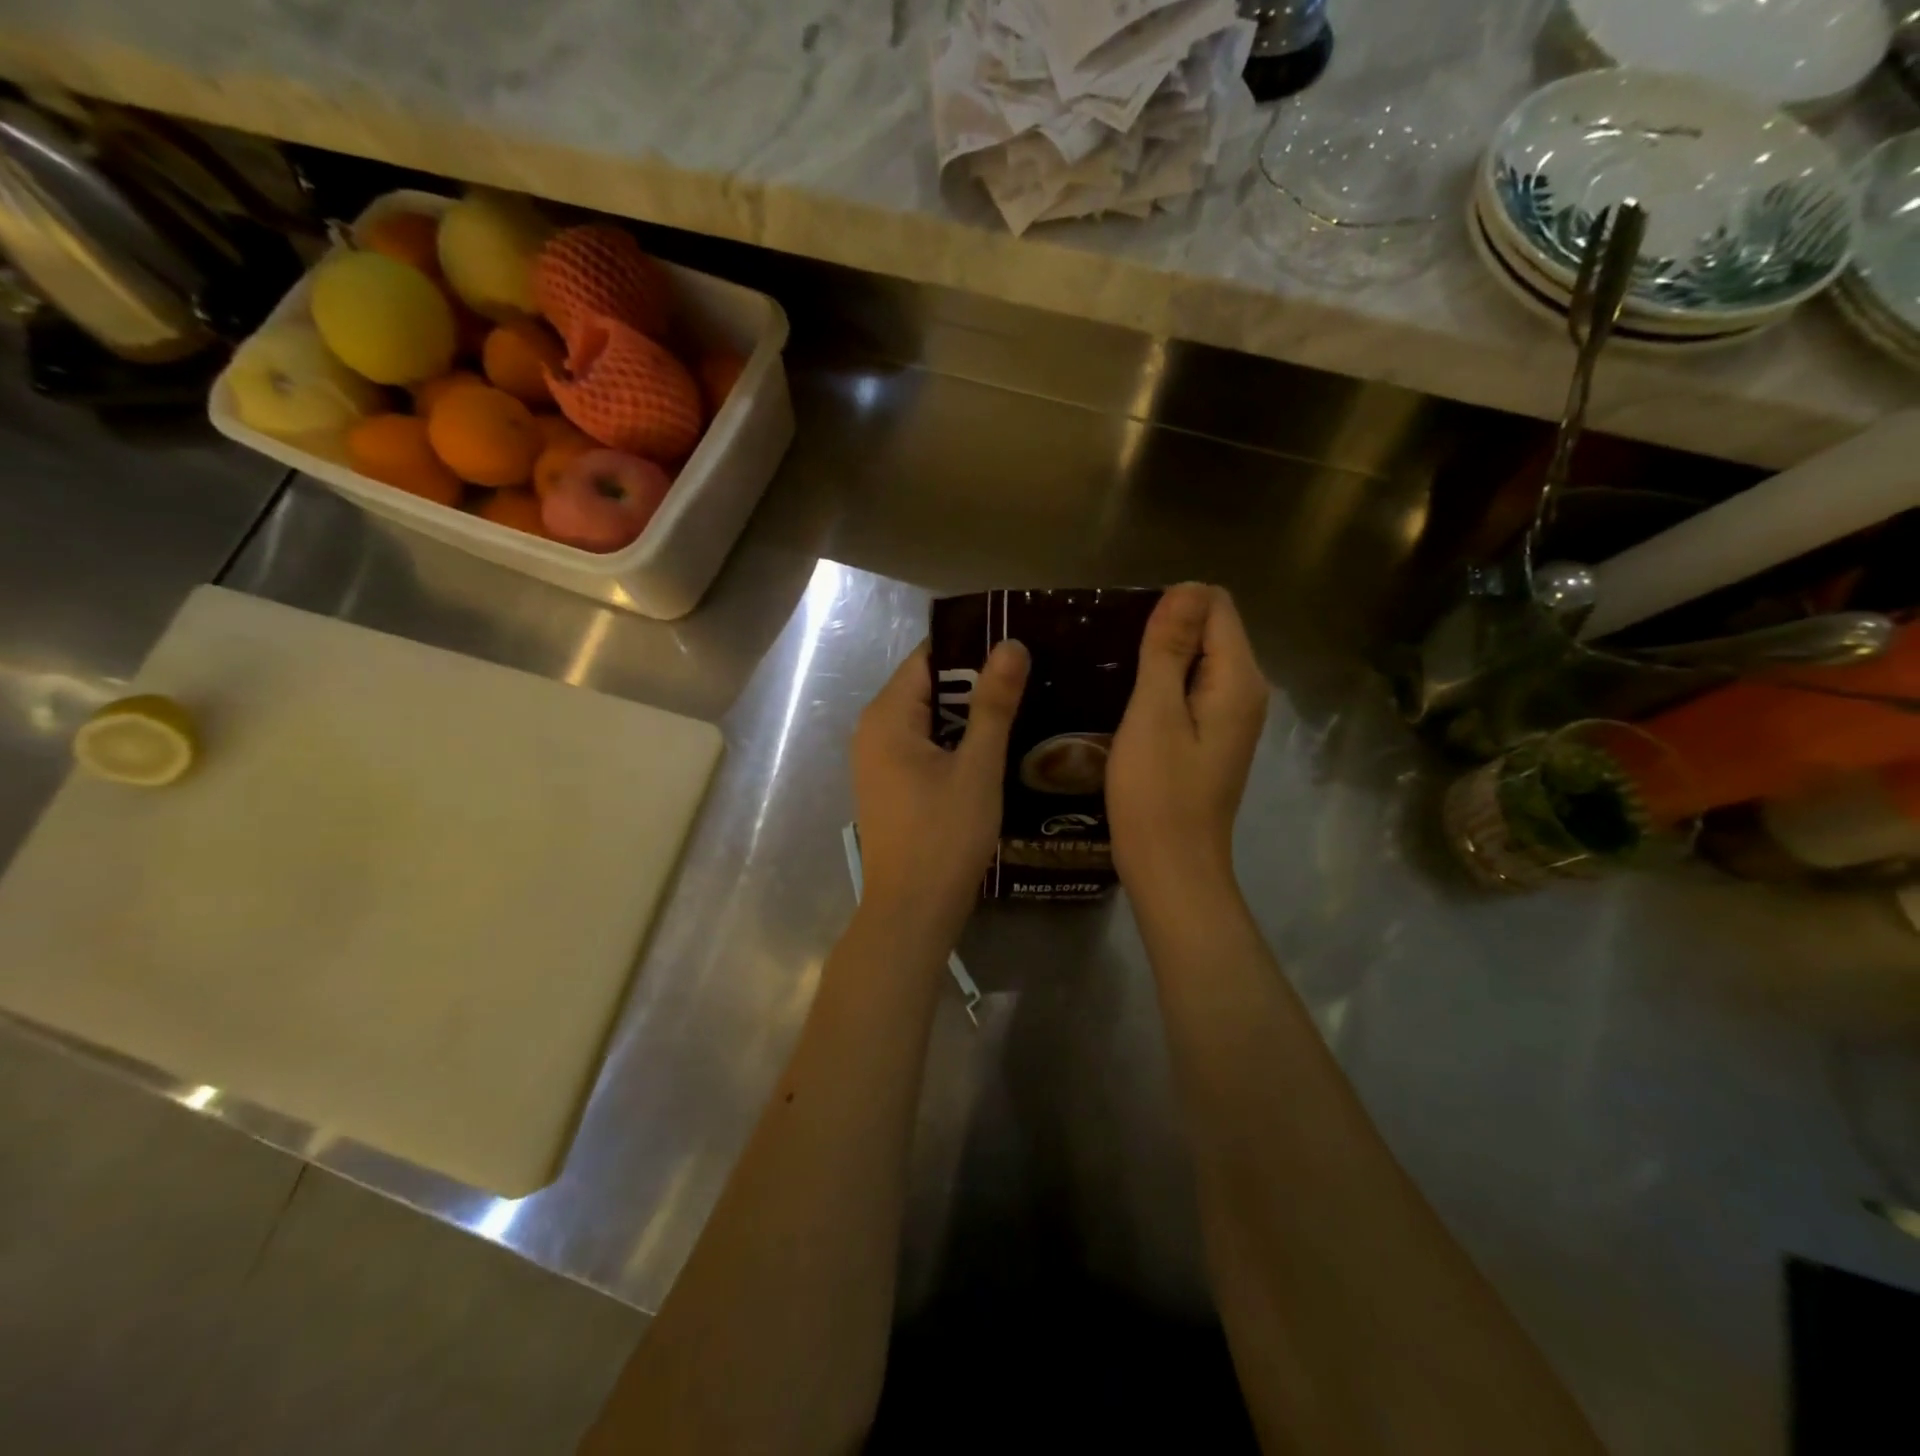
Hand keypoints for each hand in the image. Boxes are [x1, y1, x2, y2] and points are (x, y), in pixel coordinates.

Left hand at [852, 638, 1028, 937]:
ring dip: (969, 713)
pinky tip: (995, 745)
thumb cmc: (944, 836)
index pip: (928, 657)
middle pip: (927, 686)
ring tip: (1023, 704)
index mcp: (887, 716)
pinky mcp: (890, 784)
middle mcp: (873, 730)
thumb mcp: (977, 767)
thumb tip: (1011, 644)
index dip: (972, 647)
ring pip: (929, 718)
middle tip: (1031, 676)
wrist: (911, 912)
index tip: (1018, 645)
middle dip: (975, 681)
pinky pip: (923, 745)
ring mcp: (878, 760)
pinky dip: (956, 740)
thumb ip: (994, 704)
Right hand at [1108, 584, 1267, 902]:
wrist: (1171, 867)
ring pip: (1197, 662)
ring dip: (1158, 661)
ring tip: (1112, 677)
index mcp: (1237, 679)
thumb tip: (1187, 587)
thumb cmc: (1157, 792)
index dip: (1170, 607)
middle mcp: (1246, 692)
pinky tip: (1127, 705)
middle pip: (1209, 631)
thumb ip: (1170, 649)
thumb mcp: (1154, 713)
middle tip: (1111, 658)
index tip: (1127, 635)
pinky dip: (1162, 688)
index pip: (1214, 605)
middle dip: (1163, 632)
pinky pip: (1191, 691)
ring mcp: (1231, 718)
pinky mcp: (1212, 738)